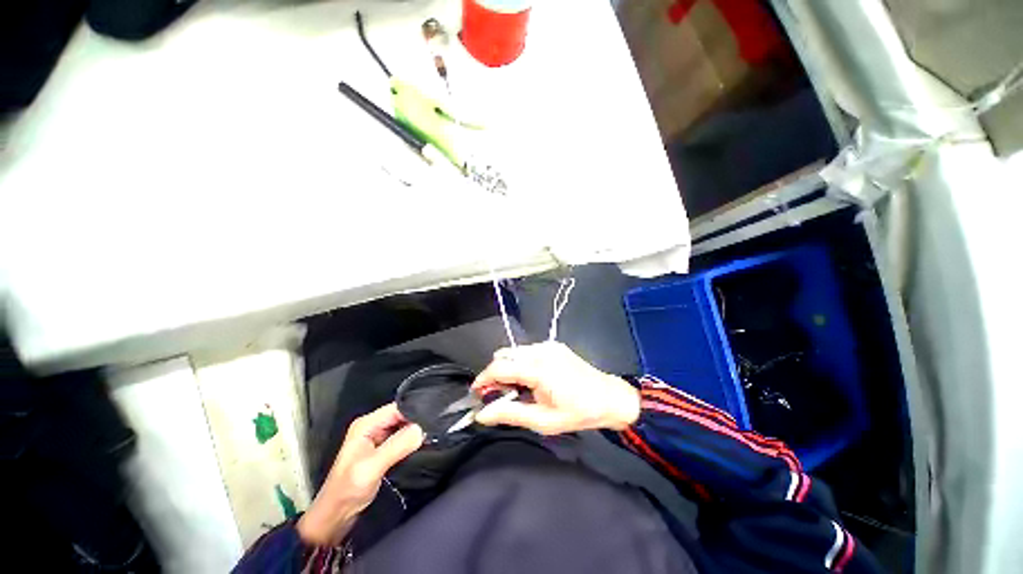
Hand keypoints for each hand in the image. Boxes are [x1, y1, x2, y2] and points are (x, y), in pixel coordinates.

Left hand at [297, 403, 423, 546]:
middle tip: (437, 426)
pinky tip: (423, 444)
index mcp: (367, 424)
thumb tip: (422, 429)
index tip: (435, 416)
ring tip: (434, 433)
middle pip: (401, 415)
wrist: (335, 518)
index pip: (397, 407)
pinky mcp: (382, 451)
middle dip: (418, 420)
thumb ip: (397, 446)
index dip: (416, 410)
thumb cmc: (348, 490)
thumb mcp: (372, 467)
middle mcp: (372, 427)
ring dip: (416, 431)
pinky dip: (412, 441)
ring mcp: (377, 439)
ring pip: (403, 427)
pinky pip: (402, 439)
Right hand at [472, 342, 640, 434]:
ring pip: (514, 352)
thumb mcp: (543, 421)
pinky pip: (527, 351)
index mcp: (538, 369)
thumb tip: (482, 414)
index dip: (483, 379)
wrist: (609, 397)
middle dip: (495, 374)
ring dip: (508, 369)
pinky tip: (532, 380)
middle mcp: (541, 350)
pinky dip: (521, 364)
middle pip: (504, 355)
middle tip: (500, 395)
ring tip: (518, 390)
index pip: (499, 367)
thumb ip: (510, 414)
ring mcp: (548, 345)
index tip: (476, 394)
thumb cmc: (578, 412)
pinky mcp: (553, 345)